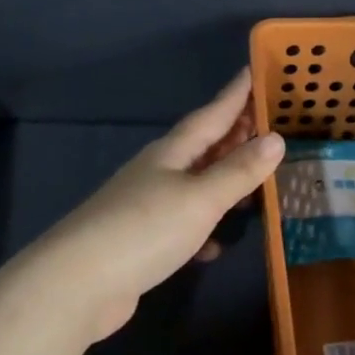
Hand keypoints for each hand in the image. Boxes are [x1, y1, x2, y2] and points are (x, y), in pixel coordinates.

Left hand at [41, 69, 283, 341]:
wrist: (79, 284)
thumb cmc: (145, 229)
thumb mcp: (200, 198)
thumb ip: (238, 171)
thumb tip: (275, 139)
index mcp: (171, 153)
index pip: (211, 114)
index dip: (235, 95)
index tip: (253, 70)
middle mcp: (157, 172)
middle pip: (202, 147)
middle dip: (234, 136)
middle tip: (268, 126)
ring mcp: (145, 207)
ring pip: (194, 186)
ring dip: (222, 183)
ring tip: (254, 185)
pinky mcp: (141, 241)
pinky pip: (181, 225)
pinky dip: (202, 231)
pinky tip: (215, 247)